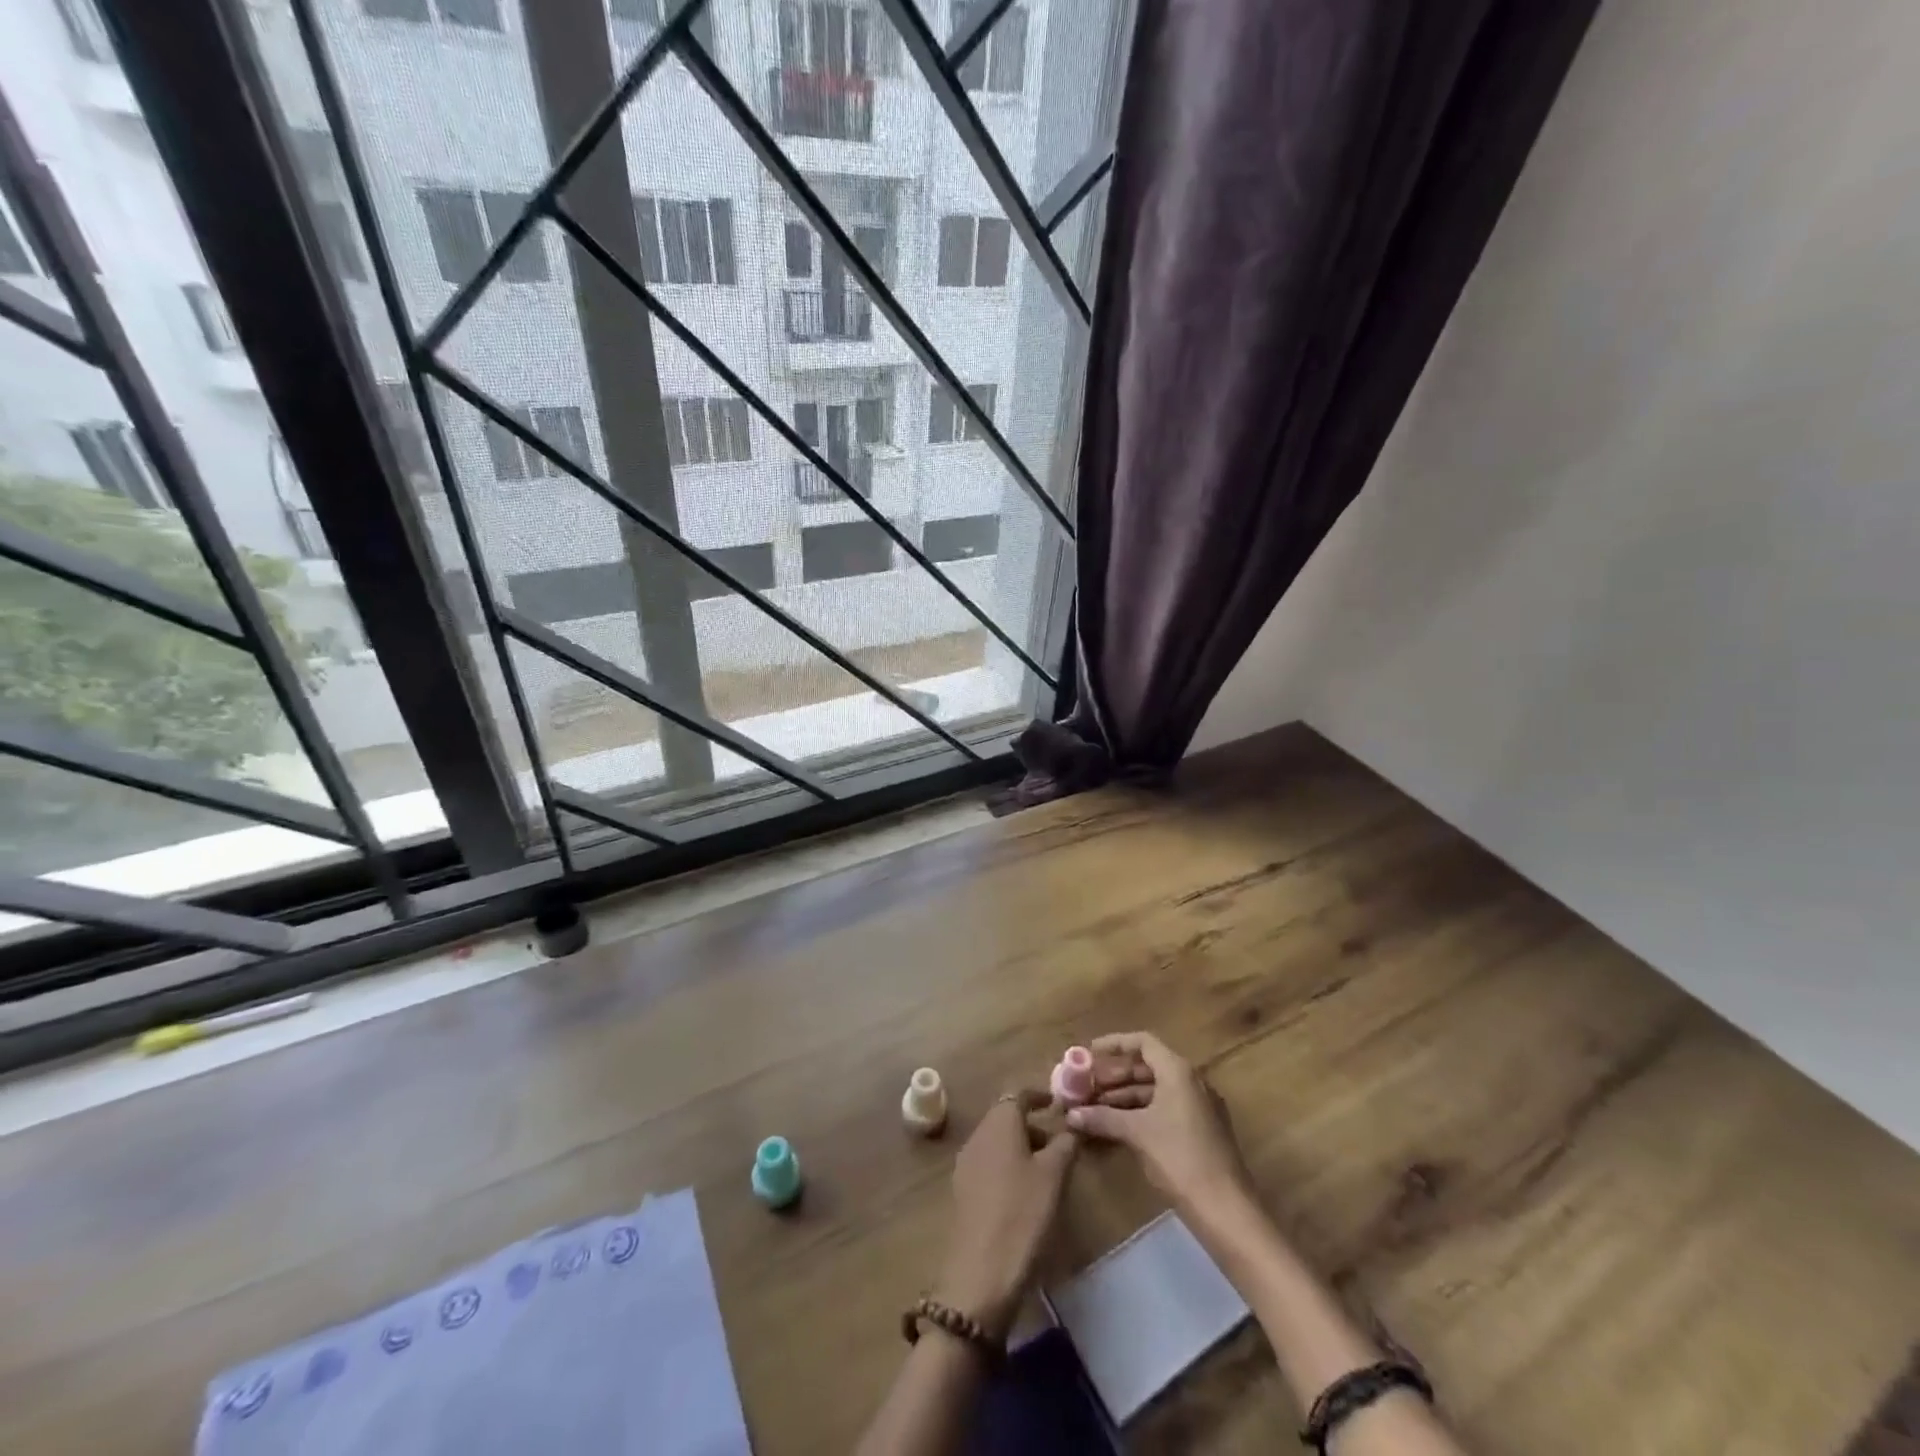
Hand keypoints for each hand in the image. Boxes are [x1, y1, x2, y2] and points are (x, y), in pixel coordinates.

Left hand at [935, 1089, 1076, 1339]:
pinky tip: (1025, 1191)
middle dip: (1033, 1124)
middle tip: (1060, 1142)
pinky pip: (989, 1163)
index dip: (1040, 1096)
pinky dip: (1009, 1165)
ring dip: (1021, 1146)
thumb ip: (1065, 1143)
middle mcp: (978, 1134)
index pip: (1019, 1094)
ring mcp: (966, 1163)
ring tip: (1048, 1169)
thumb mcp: (1054, 1176)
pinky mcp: (963, 1191)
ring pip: (997, 1141)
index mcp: (999, 1122)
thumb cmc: (1023, 1213)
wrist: (981, 1274)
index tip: (1060, 1105)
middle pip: (1006, 1116)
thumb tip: (1072, 1123)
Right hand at [1069, 1032, 1253, 1216]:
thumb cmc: (1180, 1158)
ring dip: (1125, 1097)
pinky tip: (1118, 1127)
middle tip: (1087, 1086)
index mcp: (1178, 1071)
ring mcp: (1199, 1106)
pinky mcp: (1201, 1130)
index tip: (1089, 1052)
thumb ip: (1103, 1118)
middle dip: (1115, 1075)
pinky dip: (1141, 1112)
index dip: (1114, 1044)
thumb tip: (1071, 1114)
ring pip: (1155, 1090)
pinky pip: (1165, 1108)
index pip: (1143, 1042)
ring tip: (1095, 1108)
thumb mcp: (1137, 1133)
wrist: (1226, 1209)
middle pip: (1147, 1066)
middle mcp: (1191, 1081)